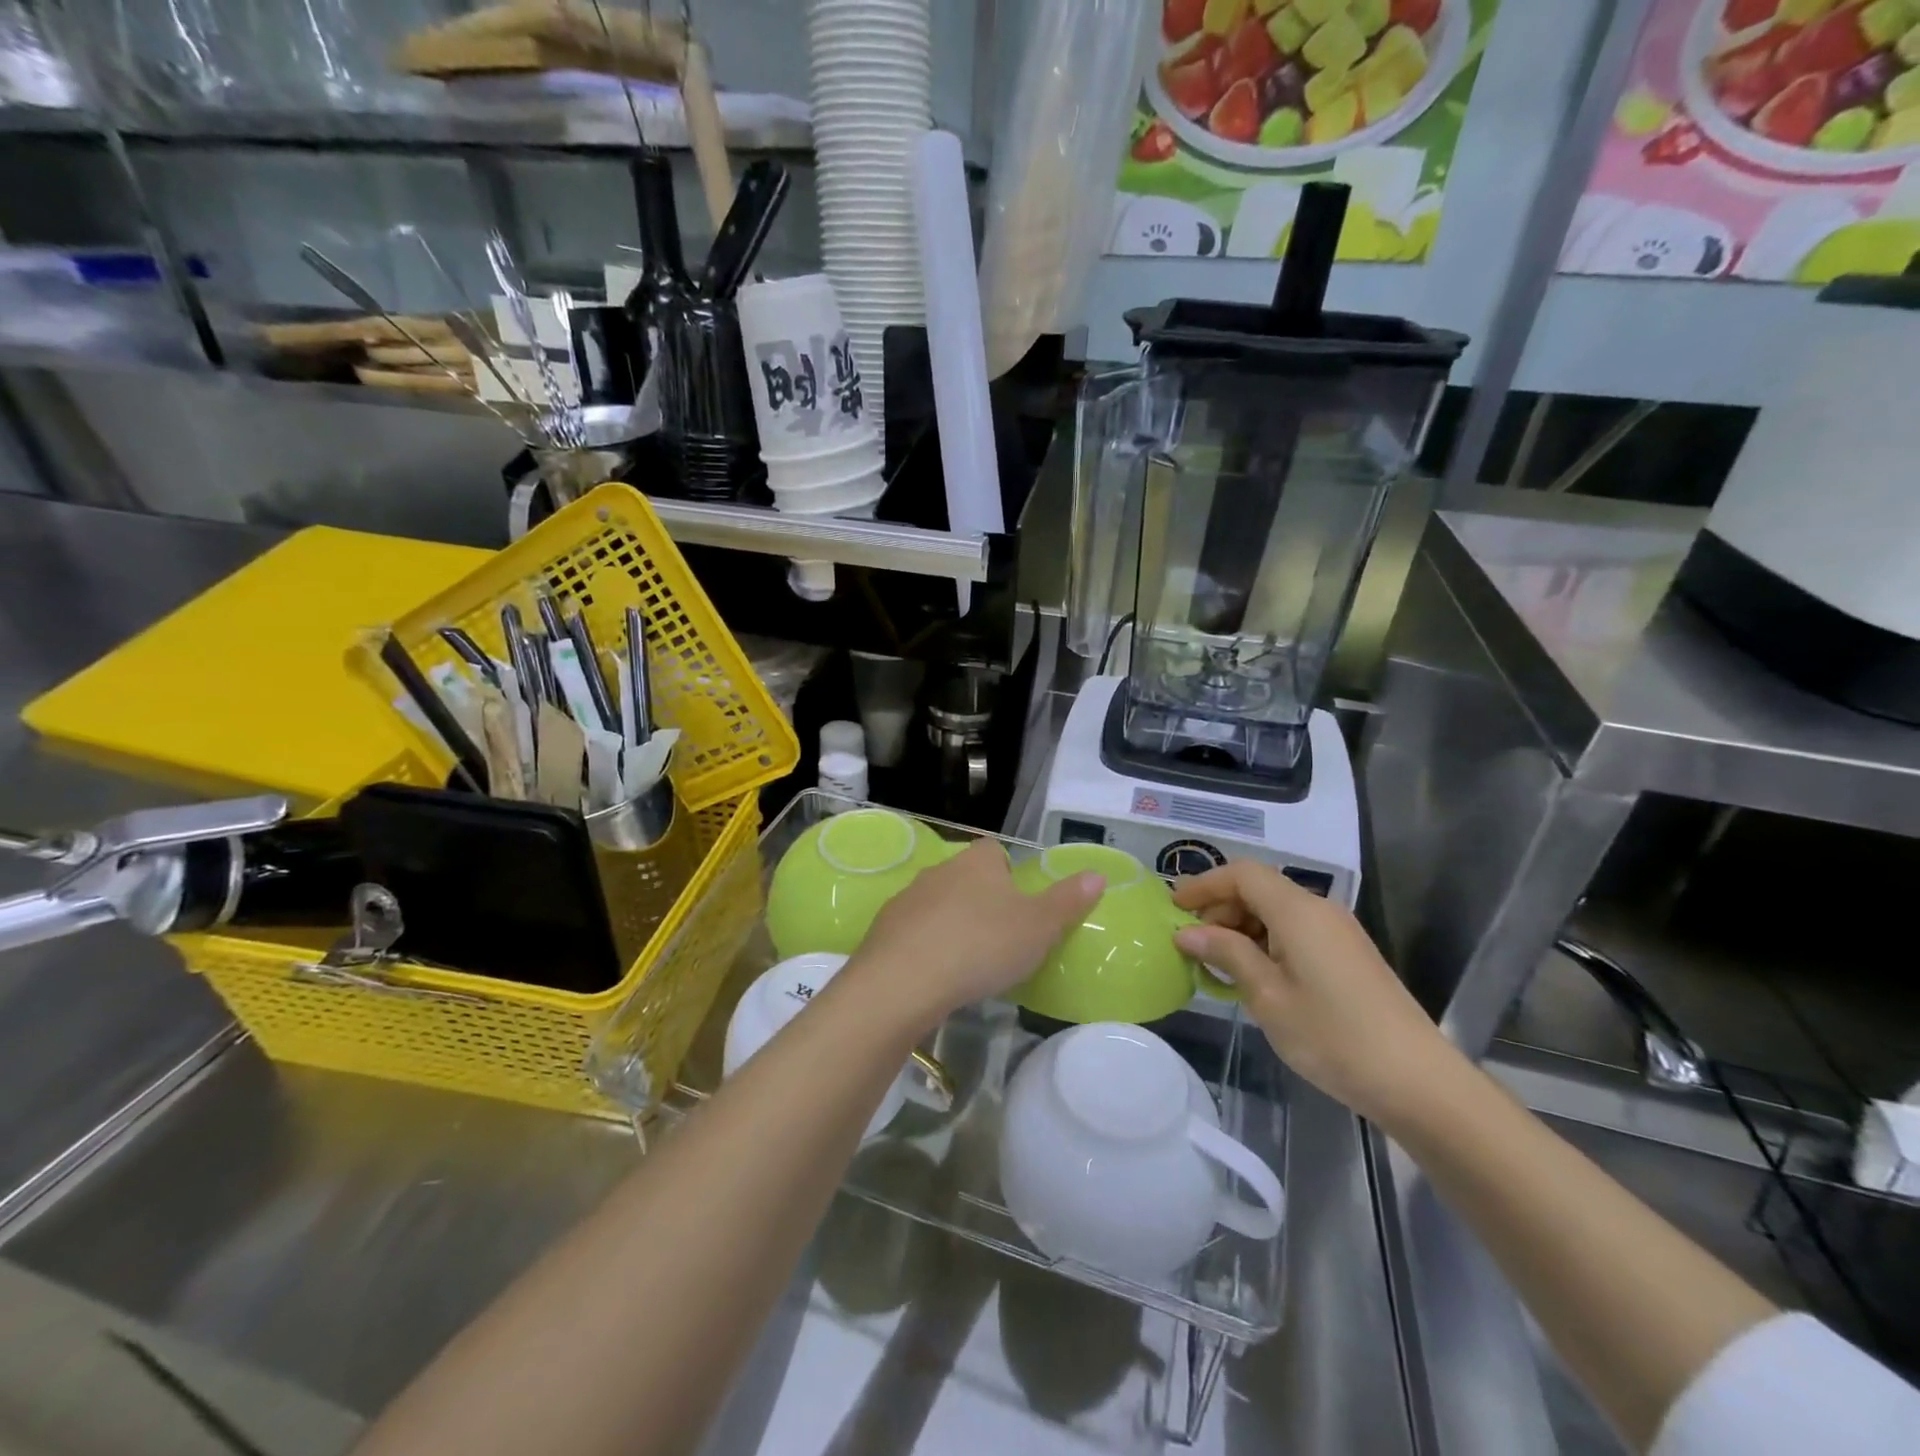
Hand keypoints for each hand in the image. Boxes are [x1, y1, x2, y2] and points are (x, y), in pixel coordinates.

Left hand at [839, 839, 1102, 1034]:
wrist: (904, 980)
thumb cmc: (982, 945)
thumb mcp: (1039, 927)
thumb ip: (1068, 901)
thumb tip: (1097, 874)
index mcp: (978, 862)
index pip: (995, 851)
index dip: (1009, 872)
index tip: (1019, 904)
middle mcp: (940, 870)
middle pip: (965, 876)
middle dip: (980, 900)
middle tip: (999, 937)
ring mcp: (907, 898)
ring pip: (937, 903)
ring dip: (950, 923)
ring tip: (967, 960)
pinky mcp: (883, 929)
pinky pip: (912, 931)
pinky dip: (924, 946)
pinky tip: (934, 975)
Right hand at [1171, 861, 1465, 1127]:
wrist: (1418, 1082)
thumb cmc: (1333, 1036)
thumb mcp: (1267, 996)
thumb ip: (1226, 954)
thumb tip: (1186, 932)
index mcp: (1298, 911)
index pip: (1242, 873)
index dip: (1204, 884)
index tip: (1173, 909)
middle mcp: (1319, 910)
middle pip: (1259, 889)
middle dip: (1220, 908)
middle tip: (1192, 945)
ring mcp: (1338, 932)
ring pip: (1277, 911)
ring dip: (1241, 927)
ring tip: (1217, 965)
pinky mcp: (1348, 955)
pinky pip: (1295, 931)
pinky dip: (1265, 942)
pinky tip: (1254, 976)